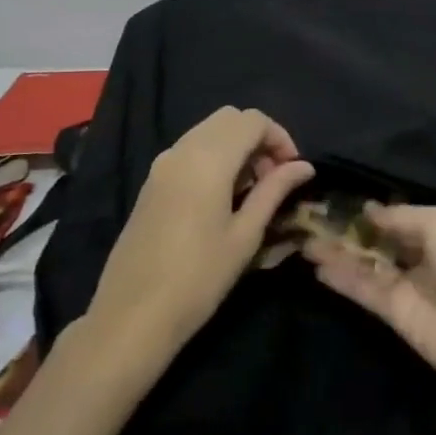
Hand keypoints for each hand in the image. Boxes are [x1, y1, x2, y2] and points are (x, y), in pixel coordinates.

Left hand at [87, 107, 313, 355]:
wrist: (132, 316)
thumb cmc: (198, 278)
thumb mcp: (246, 235)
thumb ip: (275, 191)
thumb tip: (304, 167)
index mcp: (208, 159)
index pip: (253, 121)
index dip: (280, 137)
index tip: (292, 171)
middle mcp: (183, 150)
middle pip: (230, 118)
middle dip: (258, 138)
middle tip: (273, 177)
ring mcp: (162, 164)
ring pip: (208, 131)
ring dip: (236, 146)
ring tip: (251, 190)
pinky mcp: (151, 182)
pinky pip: (190, 149)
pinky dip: (214, 156)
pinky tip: (222, 197)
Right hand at [307, 203, 435, 397]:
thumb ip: (403, 216)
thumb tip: (370, 211)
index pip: (402, 217)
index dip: (375, 211)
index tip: (342, 202)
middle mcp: (424, 256)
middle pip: (381, 241)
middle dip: (351, 232)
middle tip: (315, 221)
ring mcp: (408, 286)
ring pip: (367, 265)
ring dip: (339, 254)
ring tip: (306, 242)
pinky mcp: (394, 314)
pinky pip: (364, 290)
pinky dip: (342, 279)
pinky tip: (317, 267)